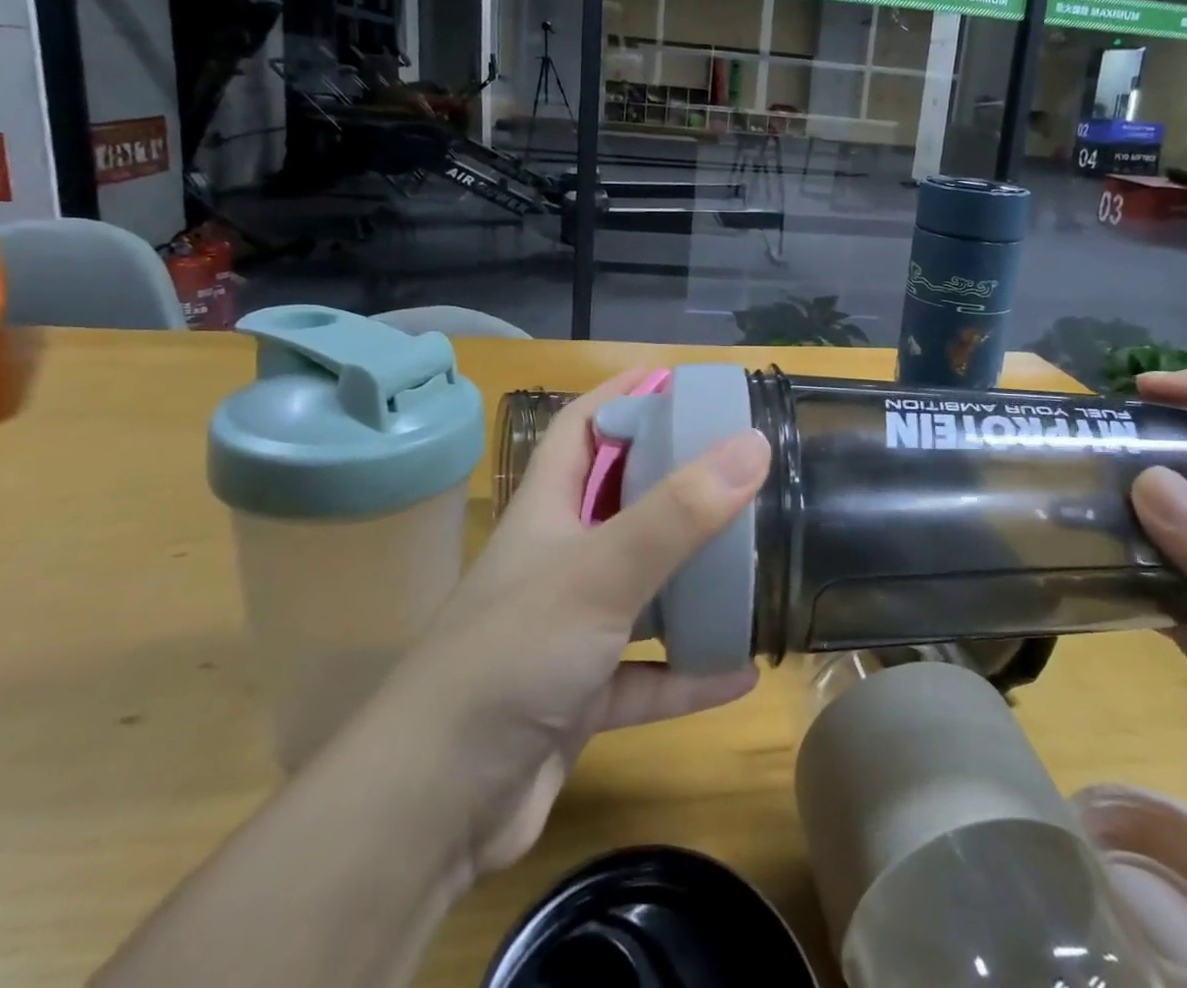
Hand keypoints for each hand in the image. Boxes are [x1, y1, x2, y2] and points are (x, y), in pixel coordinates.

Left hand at [407, 369, 769, 879]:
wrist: (433, 807)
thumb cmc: (512, 657)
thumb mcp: (600, 571)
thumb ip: (678, 512)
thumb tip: (753, 445)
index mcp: (545, 513)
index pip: (581, 429)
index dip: (622, 395)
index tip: (678, 379)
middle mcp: (555, 562)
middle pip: (617, 502)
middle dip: (671, 481)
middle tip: (733, 465)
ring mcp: (565, 632)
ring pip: (638, 590)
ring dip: (688, 581)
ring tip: (748, 559)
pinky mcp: (578, 697)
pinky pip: (645, 675)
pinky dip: (686, 673)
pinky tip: (740, 673)